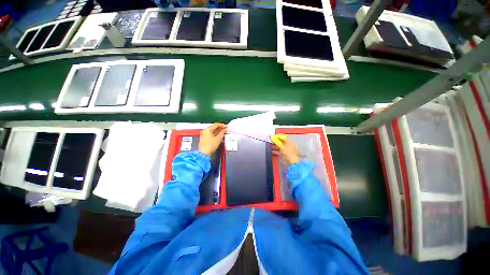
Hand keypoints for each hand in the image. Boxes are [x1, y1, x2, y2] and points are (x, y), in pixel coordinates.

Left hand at [198, 123, 226, 154]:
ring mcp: (204, 134)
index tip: (226, 126)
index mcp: (208, 129)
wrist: (204, 153)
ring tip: (223, 132)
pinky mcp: (205, 138)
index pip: (216, 125)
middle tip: (225, 129)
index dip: (222, 125)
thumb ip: (222, 133)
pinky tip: (219, 135)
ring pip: (212, 131)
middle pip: (214, 127)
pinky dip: (215, 134)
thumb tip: (224, 130)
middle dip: (220, 128)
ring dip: (218, 131)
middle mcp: (205, 131)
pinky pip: (211, 134)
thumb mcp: (218, 138)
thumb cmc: (210, 146)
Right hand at [271, 135, 299, 164]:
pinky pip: (278, 151)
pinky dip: (275, 151)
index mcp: (288, 141)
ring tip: (270, 145)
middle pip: (280, 141)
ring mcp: (284, 149)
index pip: (282, 137)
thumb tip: (273, 138)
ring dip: (274, 146)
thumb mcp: (282, 146)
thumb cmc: (288, 153)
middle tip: (270, 141)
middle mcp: (286, 144)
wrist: (291, 161)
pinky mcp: (282, 153)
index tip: (272, 136)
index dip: (277, 136)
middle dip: (275, 141)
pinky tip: (272, 151)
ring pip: (278, 146)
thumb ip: (277, 142)